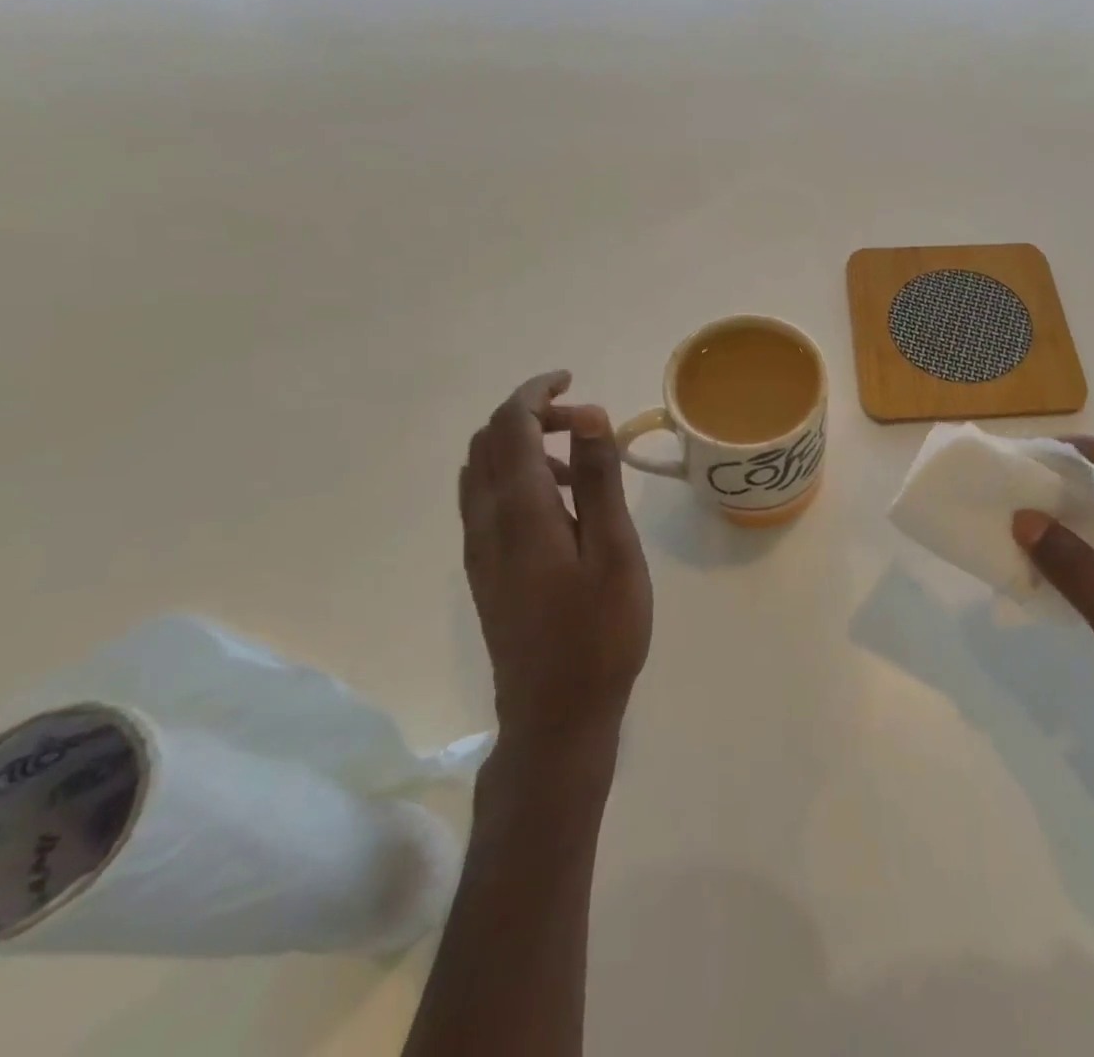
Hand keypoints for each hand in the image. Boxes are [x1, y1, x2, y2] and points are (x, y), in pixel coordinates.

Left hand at [461, 372, 651, 754]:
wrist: (555, 714)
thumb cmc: (600, 632)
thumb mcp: (615, 550)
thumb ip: (598, 479)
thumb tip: (588, 413)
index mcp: (520, 511)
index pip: (510, 427)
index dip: (535, 393)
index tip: (570, 379)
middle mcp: (486, 522)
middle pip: (488, 442)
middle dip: (528, 414)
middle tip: (581, 419)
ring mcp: (479, 548)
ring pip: (482, 470)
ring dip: (521, 445)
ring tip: (579, 462)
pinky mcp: (483, 569)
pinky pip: (484, 499)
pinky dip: (514, 476)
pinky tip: (558, 504)